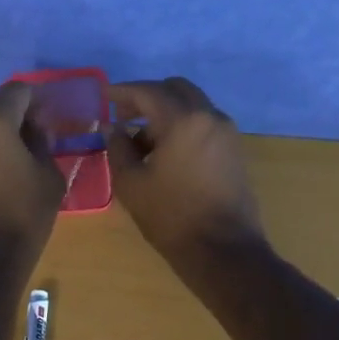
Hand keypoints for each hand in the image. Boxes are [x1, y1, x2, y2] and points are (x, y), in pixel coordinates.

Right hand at [109, 77, 265, 266]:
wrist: (223, 250)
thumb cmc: (171, 216)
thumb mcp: (131, 183)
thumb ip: (118, 148)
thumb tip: (113, 128)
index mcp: (183, 120)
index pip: (148, 91)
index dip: (122, 91)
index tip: (104, 96)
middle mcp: (209, 117)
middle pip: (175, 89)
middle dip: (147, 97)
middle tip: (124, 116)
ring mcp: (227, 133)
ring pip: (192, 106)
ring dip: (166, 113)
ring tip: (141, 143)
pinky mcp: (234, 150)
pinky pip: (204, 124)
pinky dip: (182, 127)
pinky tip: (165, 154)